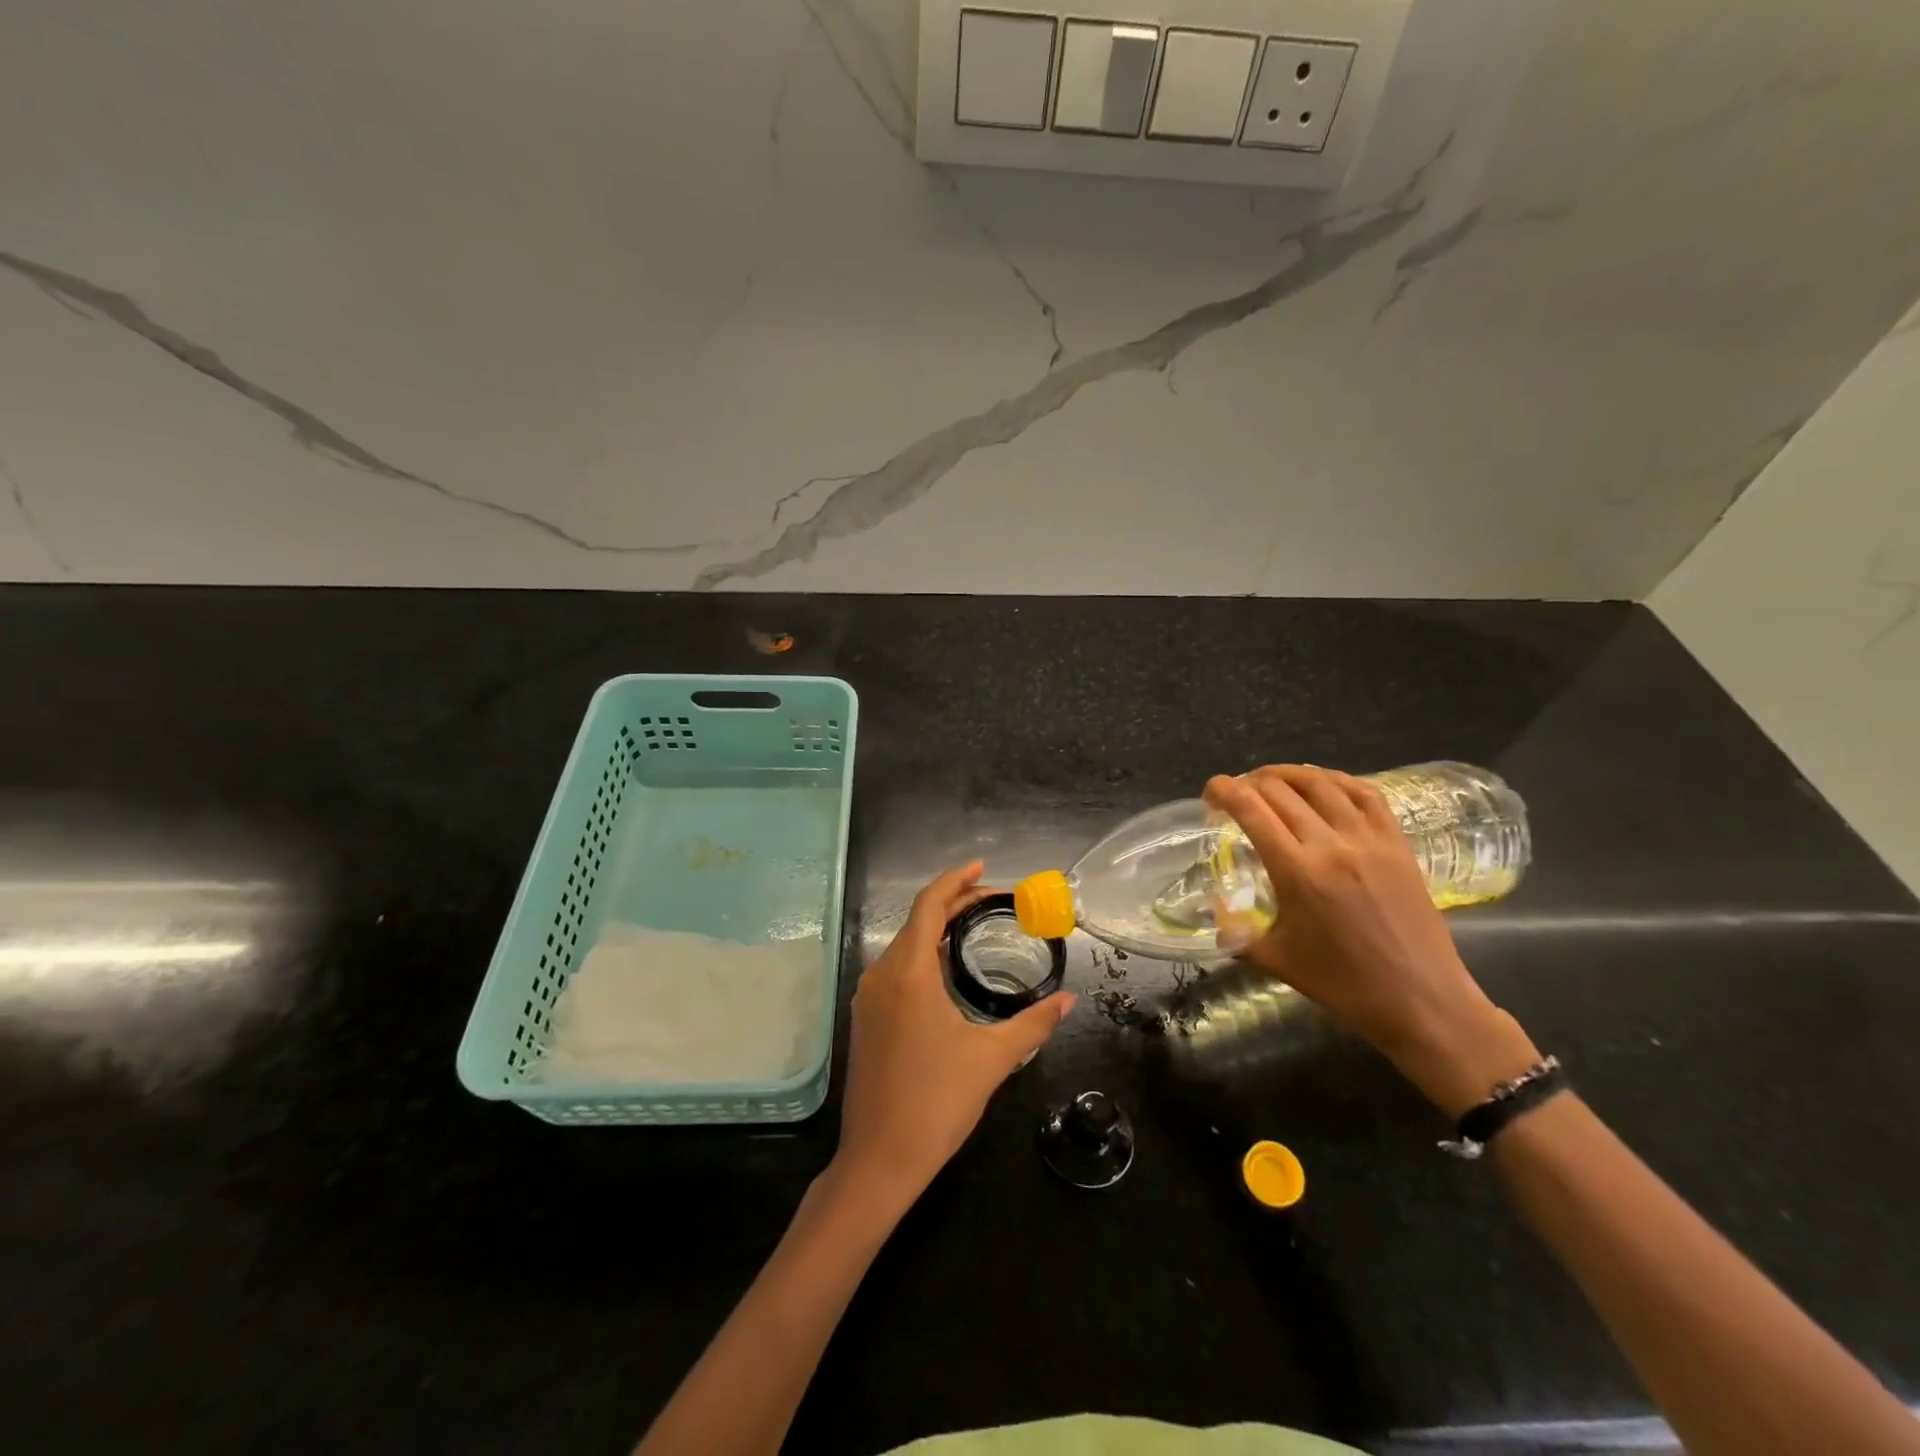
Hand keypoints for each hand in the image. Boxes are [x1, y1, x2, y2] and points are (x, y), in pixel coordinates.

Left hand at [833, 862, 1074, 1210]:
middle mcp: (882, 975)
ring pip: (903, 944)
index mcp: (909, 973)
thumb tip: (1067, 1000)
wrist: (878, 1160)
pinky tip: (946, 969)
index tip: (982, 869)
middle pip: (916, 920)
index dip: (955, 881)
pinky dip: (922, 954)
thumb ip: (1033, 1023)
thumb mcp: (992, 1059)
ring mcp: (868, 997)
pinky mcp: (865, 1018)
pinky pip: (895, 968)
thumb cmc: (937, 1104)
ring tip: (974, 928)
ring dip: (936, 929)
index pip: (928, 906)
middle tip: (992, 900)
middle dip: (953, 903)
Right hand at [1204, 766, 1537, 1116]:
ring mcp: (1370, 840)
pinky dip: (1336, 780)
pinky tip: (1322, 785)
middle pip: (1280, 790)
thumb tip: (1216, 908)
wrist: (1421, 1001)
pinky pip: (1366, 794)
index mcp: (1296, 871)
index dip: (1223, 790)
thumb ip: (1235, 930)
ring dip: (1288, 774)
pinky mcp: (1399, 844)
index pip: (1250, 808)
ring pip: (1322, 783)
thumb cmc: (1342, 984)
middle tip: (1236, 795)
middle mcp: (1332, 844)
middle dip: (1249, 783)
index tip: (1210, 793)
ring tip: (1271, 781)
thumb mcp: (1274, 958)